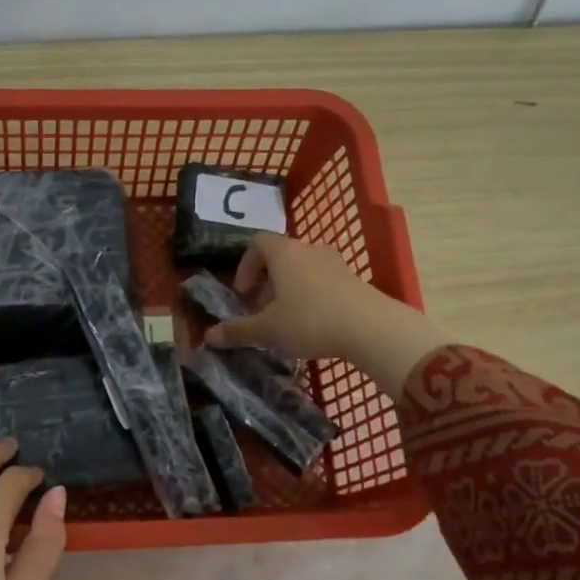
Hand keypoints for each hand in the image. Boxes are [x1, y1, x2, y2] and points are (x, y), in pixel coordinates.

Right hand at [203, 233, 449, 393]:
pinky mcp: (353, 279)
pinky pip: (323, 280)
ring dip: (289, 287)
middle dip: (266, 280)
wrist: (371, 327)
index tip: (243, 292)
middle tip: (261, 308)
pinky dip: (311, 294)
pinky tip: (313, 322)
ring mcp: (335, 262)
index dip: (245, 265)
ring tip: (286, 317)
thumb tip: (208, 337)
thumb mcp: (267, 330)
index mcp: (284, 253)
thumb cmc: (310, 321)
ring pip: (303, 267)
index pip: (257, 242)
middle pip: (281, 255)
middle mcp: (309, 249)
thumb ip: (237, 331)